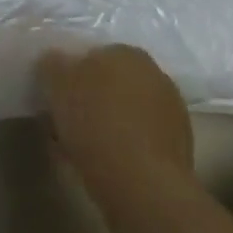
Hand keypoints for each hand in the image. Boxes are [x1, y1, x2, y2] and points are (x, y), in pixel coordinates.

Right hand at [40, 45, 193, 187]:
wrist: (142, 181)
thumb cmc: (95, 124)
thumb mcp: (58, 86)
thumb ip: (53, 65)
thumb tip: (54, 59)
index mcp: (126, 51)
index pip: (92, 57)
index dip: (71, 78)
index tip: (57, 100)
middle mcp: (154, 71)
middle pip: (112, 83)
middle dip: (93, 99)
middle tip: (69, 124)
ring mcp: (172, 107)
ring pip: (128, 110)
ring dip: (110, 122)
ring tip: (85, 149)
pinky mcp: (180, 142)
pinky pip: (142, 136)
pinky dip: (127, 144)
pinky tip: (110, 163)